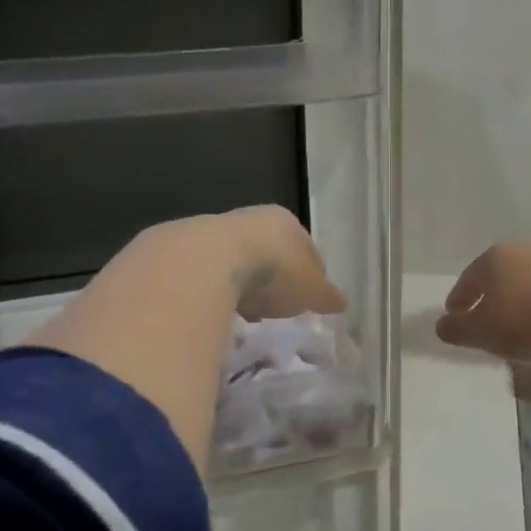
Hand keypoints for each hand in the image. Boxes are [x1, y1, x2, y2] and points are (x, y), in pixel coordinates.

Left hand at [220, 206, 347, 320]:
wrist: (210, 262)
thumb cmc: (274, 272)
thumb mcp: (311, 291)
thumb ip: (327, 296)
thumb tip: (342, 302)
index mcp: (287, 222)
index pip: (306, 248)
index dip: (311, 275)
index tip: (308, 299)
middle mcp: (254, 219)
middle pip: (272, 252)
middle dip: (275, 279)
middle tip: (276, 307)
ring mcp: (219, 230)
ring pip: (241, 261)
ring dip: (246, 284)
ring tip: (247, 312)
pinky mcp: (189, 248)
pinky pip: (214, 273)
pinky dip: (220, 289)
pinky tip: (221, 309)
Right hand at [437, 240, 530, 363]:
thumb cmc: (529, 321)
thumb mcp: (484, 332)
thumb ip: (459, 329)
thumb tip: (442, 325)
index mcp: (495, 256)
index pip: (469, 278)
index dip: (459, 299)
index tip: (454, 315)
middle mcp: (525, 250)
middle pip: (500, 276)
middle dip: (491, 298)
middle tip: (484, 321)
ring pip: (528, 283)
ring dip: (520, 303)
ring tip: (517, 329)